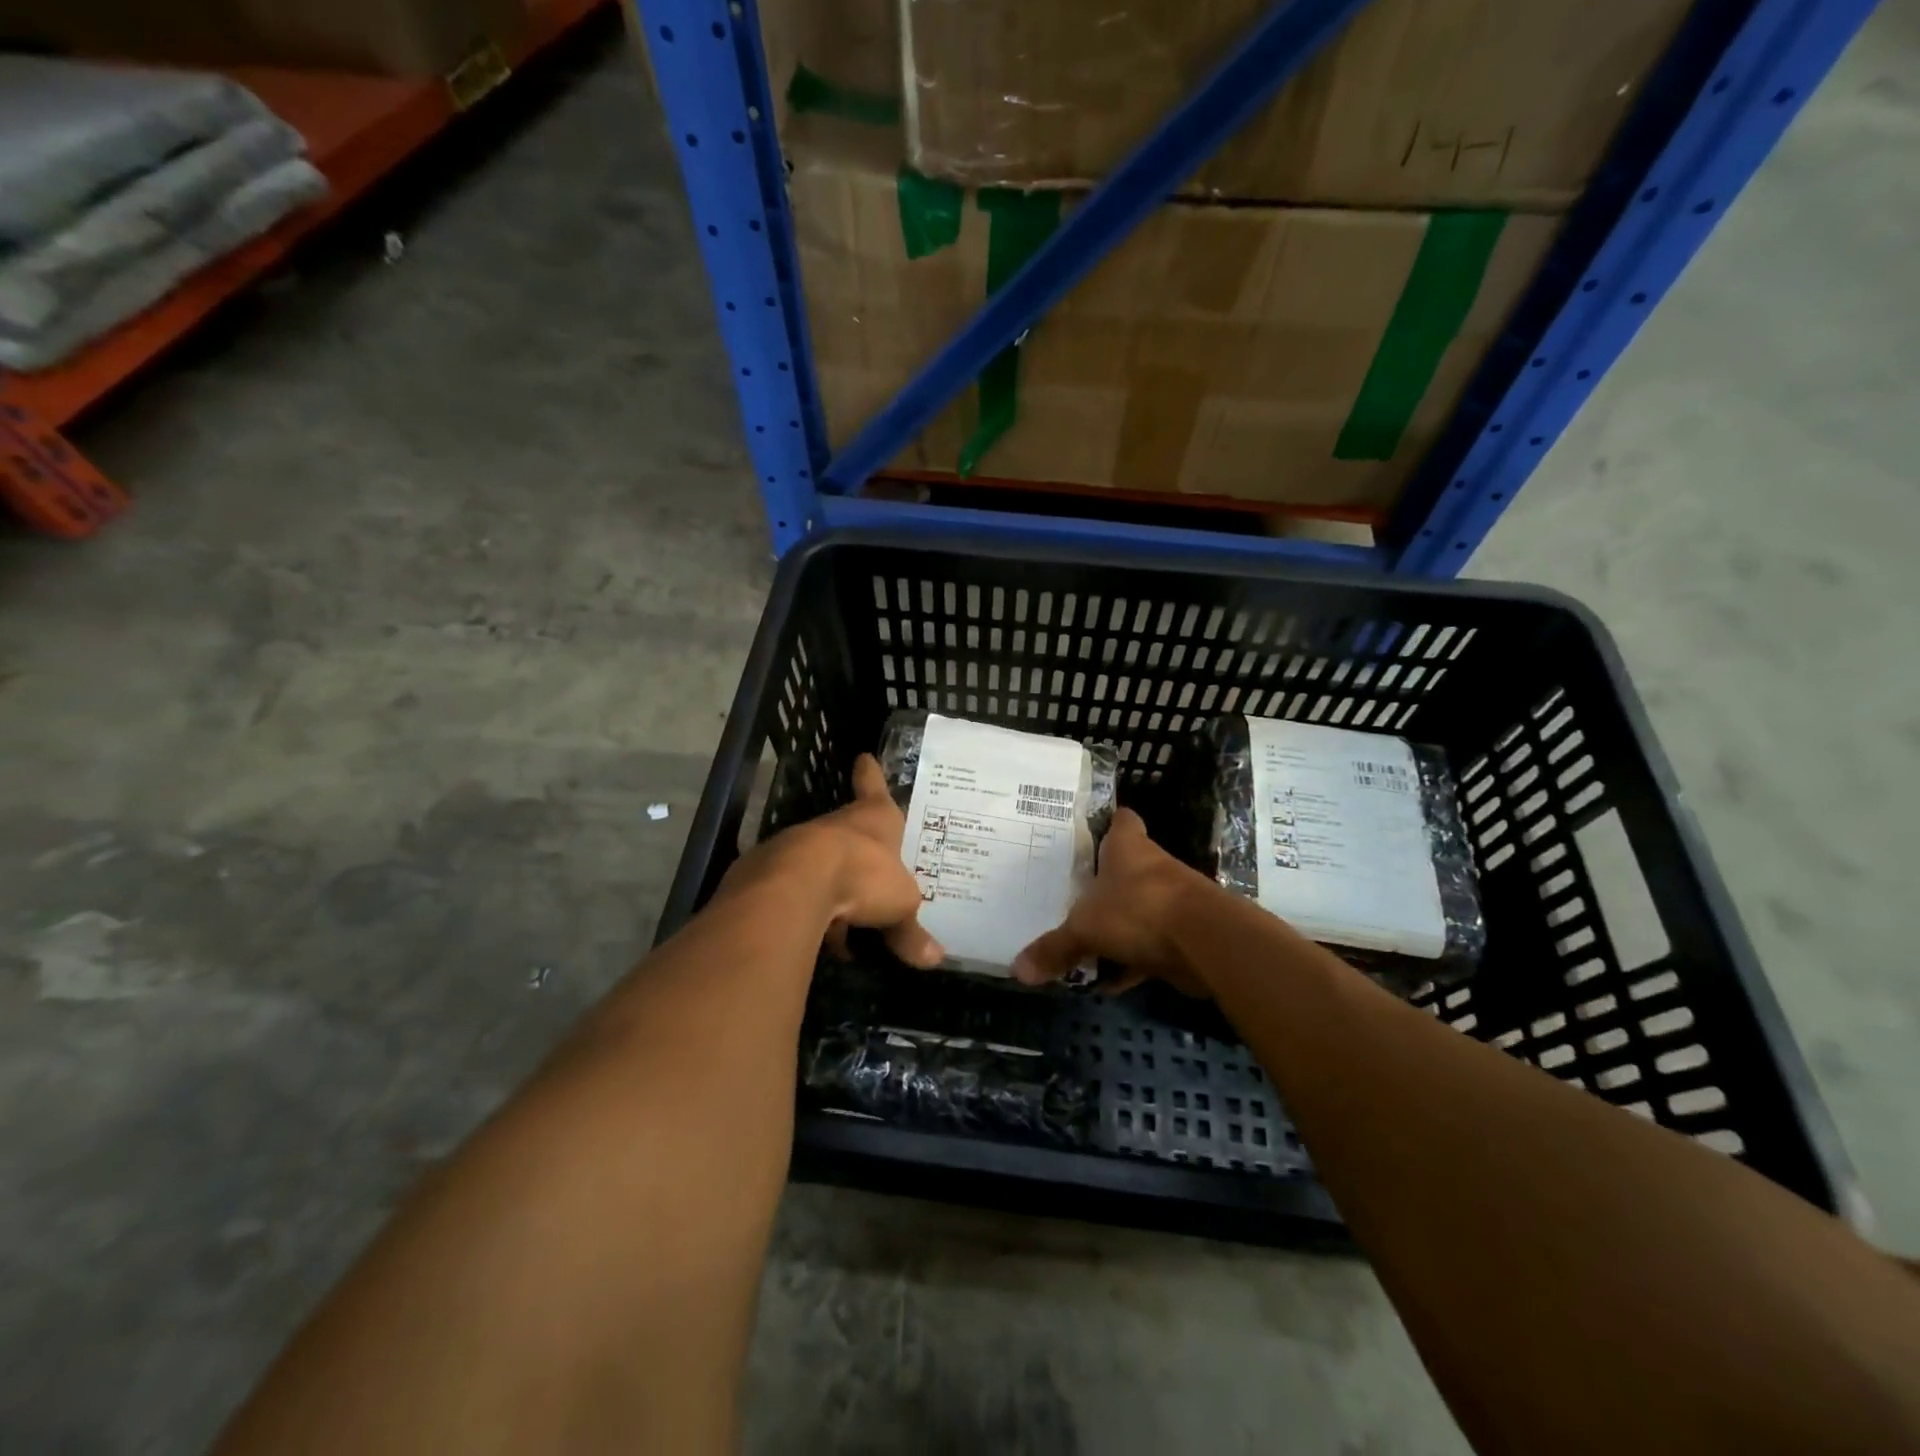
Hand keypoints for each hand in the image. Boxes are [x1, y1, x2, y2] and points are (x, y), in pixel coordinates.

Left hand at [725, 754, 943, 968]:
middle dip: (857, 852)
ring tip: (844, 922)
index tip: (863, 757)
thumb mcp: (900, 906)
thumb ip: (911, 931)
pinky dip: (808, 912)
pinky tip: (815, 937)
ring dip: (831, 889)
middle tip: (869, 875)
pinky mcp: (769, 873)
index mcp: (873, 819)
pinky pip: (796, 893)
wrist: (796, 884)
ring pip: (820, 865)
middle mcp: (835, 825)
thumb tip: (935, 959)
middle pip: (848, 832)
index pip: (874, 788)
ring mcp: (799, 846)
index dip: (871, 775)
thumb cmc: (863, 875)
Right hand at [1012, 808, 1219, 994]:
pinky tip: (1108, 980)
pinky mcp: (1182, 934)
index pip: (1121, 820)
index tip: (1086, 833)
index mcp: (1128, 848)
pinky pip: (1148, 945)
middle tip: (1069, 894)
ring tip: (1081, 940)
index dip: (1106, 823)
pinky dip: (1131, 961)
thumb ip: (1054, 947)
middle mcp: (1152, 867)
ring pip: (1138, 908)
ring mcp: (1171, 900)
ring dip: (1117, 926)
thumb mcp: (1084, 928)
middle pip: (1126, 868)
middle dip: (1102, 884)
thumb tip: (1017, 970)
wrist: (1206, 943)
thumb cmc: (1139, 910)